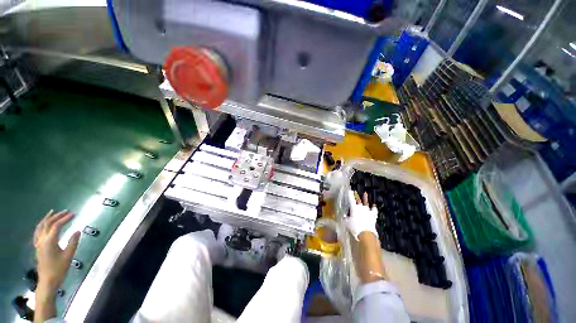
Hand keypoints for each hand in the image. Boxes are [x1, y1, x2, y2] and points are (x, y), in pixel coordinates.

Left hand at [33, 210, 79, 293]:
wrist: (48, 281)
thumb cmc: (59, 268)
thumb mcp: (69, 256)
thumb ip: (73, 242)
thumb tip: (77, 231)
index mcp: (49, 241)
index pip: (57, 225)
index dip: (65, 219)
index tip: (74, 214)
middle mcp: (42, 240)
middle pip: (47, 224)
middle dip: (56, 216)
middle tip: (66, 211)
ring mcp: (38, 243)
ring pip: (40, 227)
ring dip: (47, 218)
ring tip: (53, 213)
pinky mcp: (38, 246)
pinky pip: (37, 232)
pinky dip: (41, 225)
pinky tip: (44, 225)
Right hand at [345, 190, 377, 239]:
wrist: (366, 233)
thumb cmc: (354, 227)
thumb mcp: (346, 223)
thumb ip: (345, 218)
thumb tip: (344, 216)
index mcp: (354, 207)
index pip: (351, 199)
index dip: (350, 194)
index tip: (349, 190)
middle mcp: (361, 207)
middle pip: (358, 199)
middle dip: (356, 195)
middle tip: (355, 192)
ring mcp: (368, 211)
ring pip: (366, 202)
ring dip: (365, 198)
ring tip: (365, 193)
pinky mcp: (373, 216)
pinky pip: (374, 210)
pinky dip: (373, 208)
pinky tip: (374, 206)